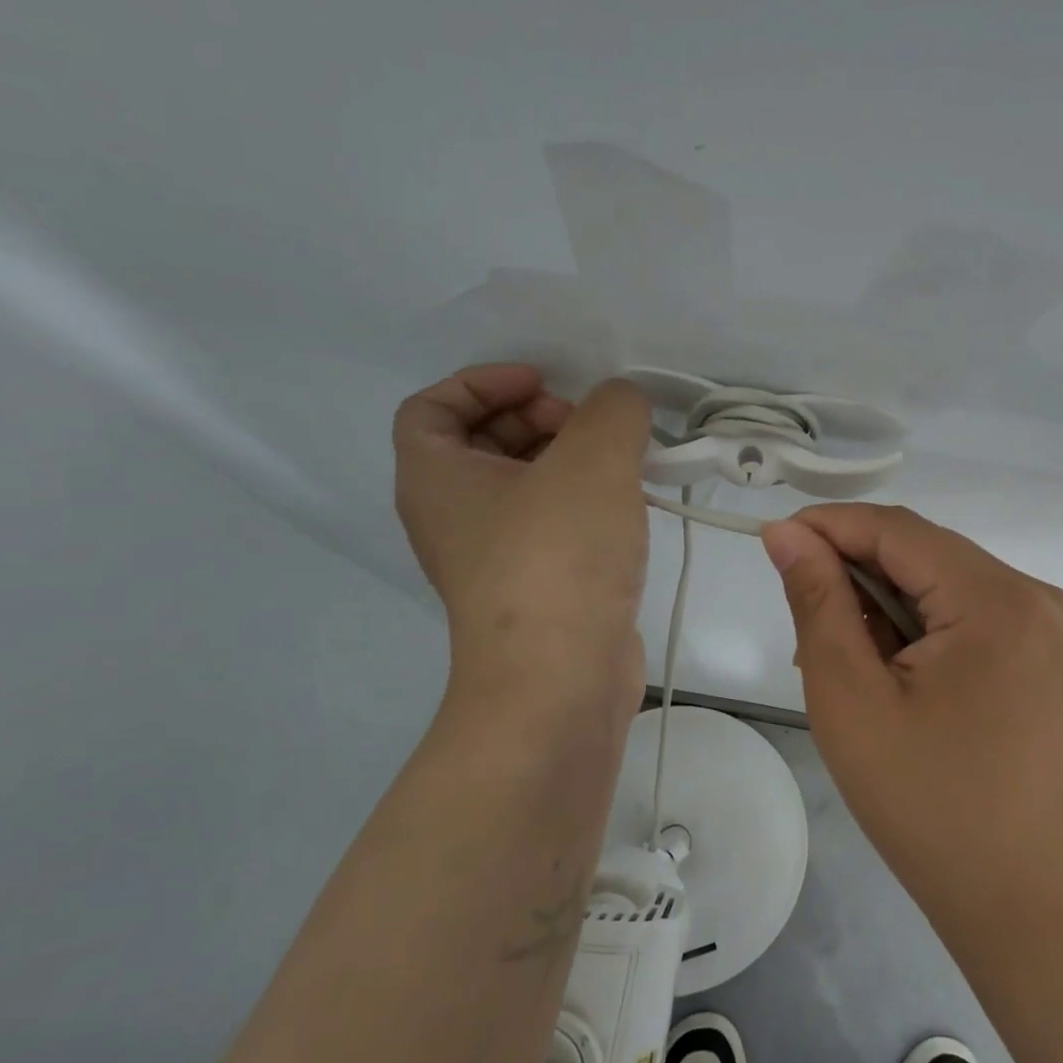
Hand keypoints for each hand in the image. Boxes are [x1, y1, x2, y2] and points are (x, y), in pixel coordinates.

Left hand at [393, 365, 652, 718]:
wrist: (560, 680)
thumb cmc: (558, 557)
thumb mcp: (593, 459)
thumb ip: (614, 410)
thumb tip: (622, 406)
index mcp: (436, 478)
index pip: (433, 406)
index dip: (485, 382)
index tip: (546, 386)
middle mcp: (453, 516)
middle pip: (483, 441)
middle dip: (539, 418)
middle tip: (592, 428)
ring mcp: (494, 558)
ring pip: (524, 486)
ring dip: (570, 462)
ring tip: (624, 464)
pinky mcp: (535, 588)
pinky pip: (551, 524)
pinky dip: (583, 503)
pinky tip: (629, 507)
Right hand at [760, 504, 1062, 935]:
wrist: (1021, 898)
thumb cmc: (926, 805)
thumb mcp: (851, 698)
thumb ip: (817, 602)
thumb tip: (786, 533)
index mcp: (998, 600)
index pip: (899, 530)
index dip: (830, 526)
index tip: (772, 541)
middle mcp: (1035, 595)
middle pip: (924, 552)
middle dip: (856, 572)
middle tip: (804, 625)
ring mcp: (1047, 623)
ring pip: (942, 580)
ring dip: (884, 602)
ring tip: (842, 659)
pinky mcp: (1044, 650)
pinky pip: (966, 610)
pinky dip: (918, 625)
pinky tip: (888, 667)